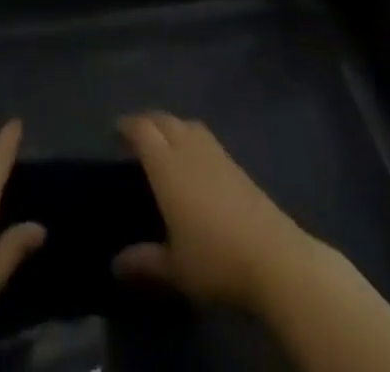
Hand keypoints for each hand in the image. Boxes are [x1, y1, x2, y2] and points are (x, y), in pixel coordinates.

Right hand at [113, 113, 312, 314]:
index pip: (142, 130)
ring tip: (164, 144)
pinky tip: (194, 162)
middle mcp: (189, 149)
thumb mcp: (175, 268)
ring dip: (171, 126)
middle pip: (164, 120)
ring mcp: (216, 153)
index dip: (126, 126)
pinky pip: (205, 137)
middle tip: (135, 136)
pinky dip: (191, 138)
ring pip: (187, 124)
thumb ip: (145, 262)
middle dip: (147, 122)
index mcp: (167, 165)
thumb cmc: (216, 260)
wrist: (275, 258)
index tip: (114, 131)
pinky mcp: (237, 165)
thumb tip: (115, 264)